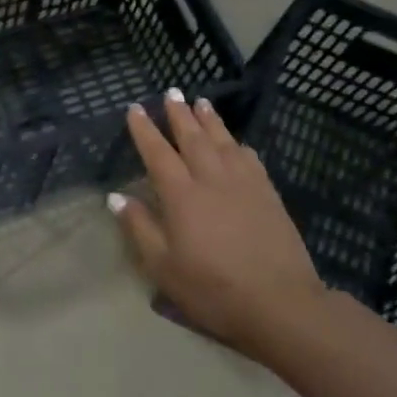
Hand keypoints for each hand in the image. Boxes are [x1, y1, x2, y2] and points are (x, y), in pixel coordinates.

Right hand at [110, 91, 324, 352]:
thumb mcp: (163, 267)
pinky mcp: (268, 194)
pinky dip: (239, 145)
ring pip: (223, 141)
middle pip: (193, 138)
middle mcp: (211, 179)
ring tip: (201, 102)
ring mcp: (244, 184)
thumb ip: (139, 228)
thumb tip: (116, 197)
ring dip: (210, 120)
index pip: (158, 153)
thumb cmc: (212, 289)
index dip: (144, 130)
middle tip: (171, 93)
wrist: (280, 303)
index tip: (135, 109)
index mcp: (181, 195)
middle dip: (179, 114)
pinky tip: (237, 143)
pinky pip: (250, 158)